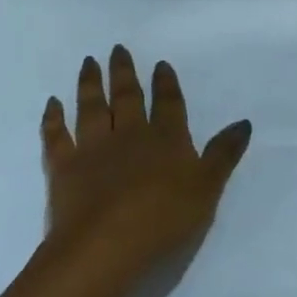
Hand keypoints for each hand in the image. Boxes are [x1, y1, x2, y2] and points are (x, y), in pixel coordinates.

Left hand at [40, 45, 251, 280]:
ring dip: (90, 83)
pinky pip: (57, 135)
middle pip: (127, 97)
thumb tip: (243, 123)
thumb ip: (223, 155)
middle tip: (117, 49)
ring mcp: (93, 148)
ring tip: (89, 62)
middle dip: (124, 72)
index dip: (166, 83)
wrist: (105, 246)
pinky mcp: (63, 167)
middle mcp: (129, 134)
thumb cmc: (163, 221)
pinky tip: (52, 103)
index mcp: (166, 139)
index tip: (160, 64)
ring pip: (92, 107)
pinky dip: (53, 118)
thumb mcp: (207, 190)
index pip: (169, 104)